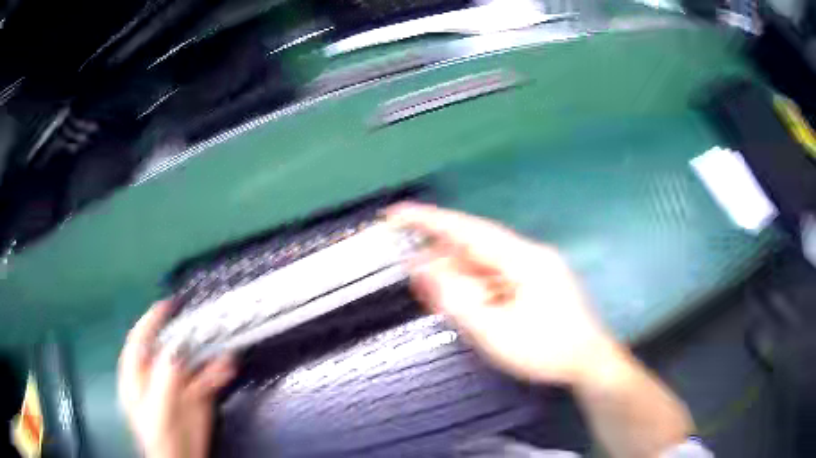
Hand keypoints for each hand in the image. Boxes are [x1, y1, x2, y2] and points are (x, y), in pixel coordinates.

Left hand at [118, 300, 234, 457]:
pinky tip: (226, 367)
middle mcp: (157, 373)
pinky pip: (207, 376)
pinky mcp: (197, 394)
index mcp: (138, 375)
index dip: (151, 322)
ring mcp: (178, 383)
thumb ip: (164, 383)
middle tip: (203, 325)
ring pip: (191, 359)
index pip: (140, 341)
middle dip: (186, 335)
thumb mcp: (158, 412)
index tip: (167, 306)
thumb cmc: (161, 440)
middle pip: (169, 345)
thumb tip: (174, 351)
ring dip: (207, 352)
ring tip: (223, 348)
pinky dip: (218, 370)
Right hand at [387, 203, 620, 386]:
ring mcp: (534, 268)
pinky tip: (462, 297)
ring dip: (456, 273)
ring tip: (430, 287)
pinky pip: (496, 276)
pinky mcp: (535, 282)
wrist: (589, 363)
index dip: (430, 220)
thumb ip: (456, 299)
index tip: (397, 213)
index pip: (467, 229)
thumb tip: (423, 270)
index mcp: (522, 258)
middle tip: (407, 265)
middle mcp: (528, 254)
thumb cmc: (545, 350)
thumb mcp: (494, 330)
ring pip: (484, 262)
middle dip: (439, 254)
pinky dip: (474, 285)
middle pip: (474, 246)